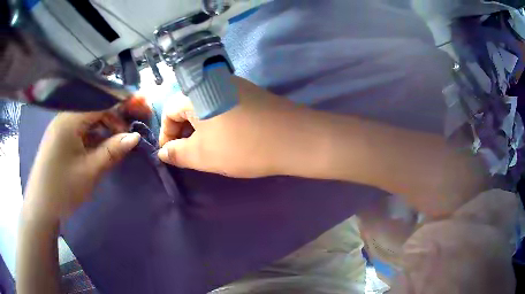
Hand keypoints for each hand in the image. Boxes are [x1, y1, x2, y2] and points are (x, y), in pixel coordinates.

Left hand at [24, 111, 140, 221]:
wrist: (41, 207)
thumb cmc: (63, 189)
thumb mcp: (90, 171)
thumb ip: (112, 151)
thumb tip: (135, 136)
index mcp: (70, 119)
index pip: (102, 101)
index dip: (124, 102)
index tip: (144, 107)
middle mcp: (66, 116)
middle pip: (96, 107)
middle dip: (117, 115)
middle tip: (134, 128)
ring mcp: (62, 127)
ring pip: (90, 118)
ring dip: (107, 126)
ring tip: (121, 139)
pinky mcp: (62, 138)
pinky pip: (82, 129)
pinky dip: (96, 135)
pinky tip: (104, 145)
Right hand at [158, 77, 318, 177]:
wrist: (293, 138)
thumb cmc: (241, 146)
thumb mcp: (202, 155)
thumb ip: (176, 153)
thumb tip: (163, 152)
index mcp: (195, 91)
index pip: (168, 111)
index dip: (166, 134)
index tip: (170, 154)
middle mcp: (212, 80)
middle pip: (186, 106)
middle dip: (182, 131)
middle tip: (187, 154)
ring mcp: (233, 84)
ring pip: (205, 106)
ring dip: (199, 127)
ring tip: (205, 149)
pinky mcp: (249, 92)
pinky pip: (221, 104)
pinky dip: (216, 121)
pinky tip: (224, 137)